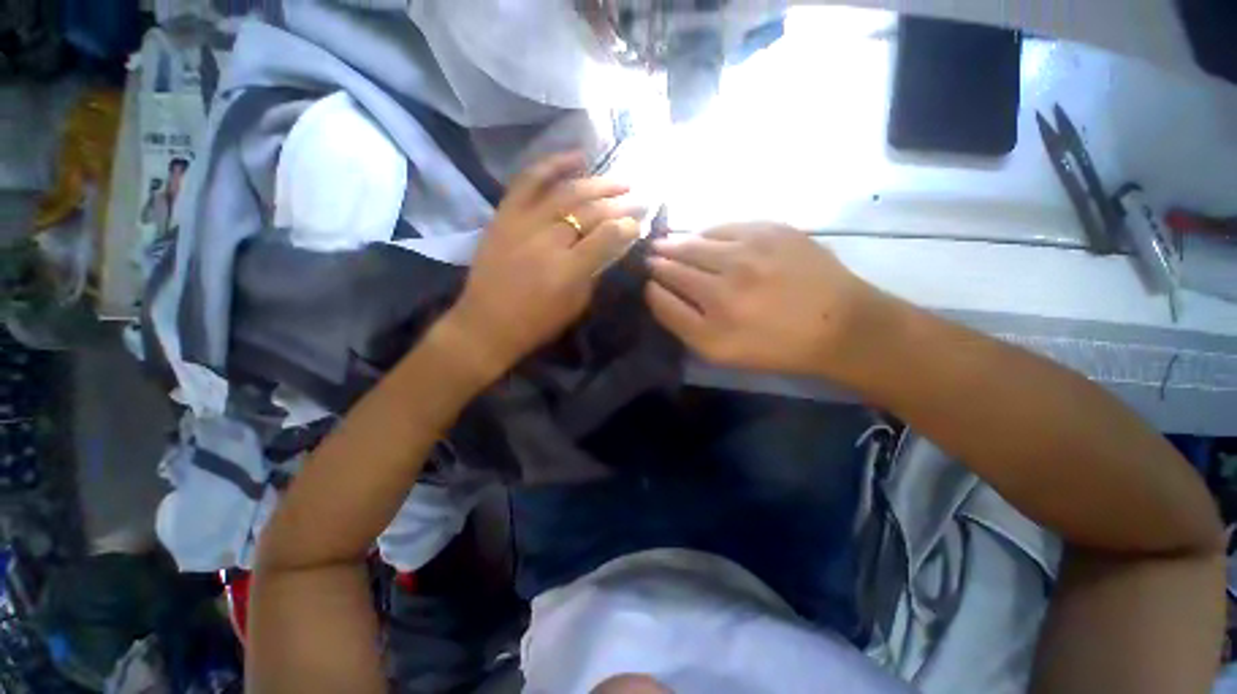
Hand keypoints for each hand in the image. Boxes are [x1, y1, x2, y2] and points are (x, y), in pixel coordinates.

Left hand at [446, 152, 640, 375]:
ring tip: (620, 181)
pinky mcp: (505, 214)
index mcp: (568, 269)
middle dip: (620, 203)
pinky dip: (553, 164)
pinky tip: (577, 157)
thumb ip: (595, 271)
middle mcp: (548, 239)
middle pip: (590, 211)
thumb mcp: (576, 304)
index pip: (607, 236)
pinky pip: (529, 180)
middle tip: (639, 198)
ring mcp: (524, 222)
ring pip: (567, 192)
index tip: (640, 223)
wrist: (487, 323)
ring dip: (598, 183)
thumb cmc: (537, 322)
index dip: (627, 226)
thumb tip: (610, 245)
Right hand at [646, 223, 884, 380]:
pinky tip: (703, 238)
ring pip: (695, 241)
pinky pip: (724, 226)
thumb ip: (680, 322)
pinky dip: (707, 232)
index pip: (661, 291)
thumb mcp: (719, 351)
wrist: (838, 324)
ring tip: (668, 244)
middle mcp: (726, 281)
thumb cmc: (774, 345)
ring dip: (677, 243)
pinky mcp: (771, 230)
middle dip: (658, 259)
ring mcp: (748, 251)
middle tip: (651, 256)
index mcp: (713, 317)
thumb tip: (653, 290)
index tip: (647, 280)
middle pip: (675, 261)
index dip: (650, 283)